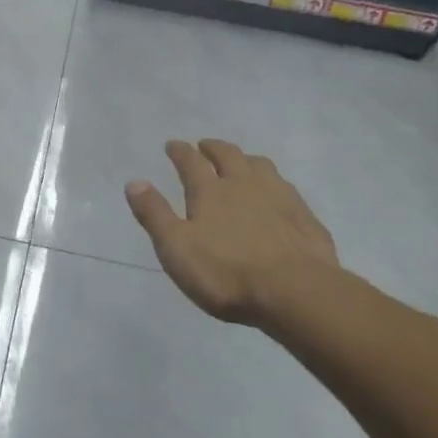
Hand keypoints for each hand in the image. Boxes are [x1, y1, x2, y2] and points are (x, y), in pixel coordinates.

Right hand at [125, 139, 338, 325]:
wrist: (294, 292)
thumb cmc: (226, 273)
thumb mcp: (176, 248)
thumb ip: (155, 214)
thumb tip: (134, 182)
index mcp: (210, 192)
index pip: (191, 162)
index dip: (180, 151)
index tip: (173, 145)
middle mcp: (244, 184)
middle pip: (228, 155)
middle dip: (213, 148)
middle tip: (205, 145)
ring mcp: (279, 197)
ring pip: (260, 165)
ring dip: (245, 159)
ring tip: (241, 162)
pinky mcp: (304, 216)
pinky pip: (285, 188)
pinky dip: (274, 183)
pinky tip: (276, 194)